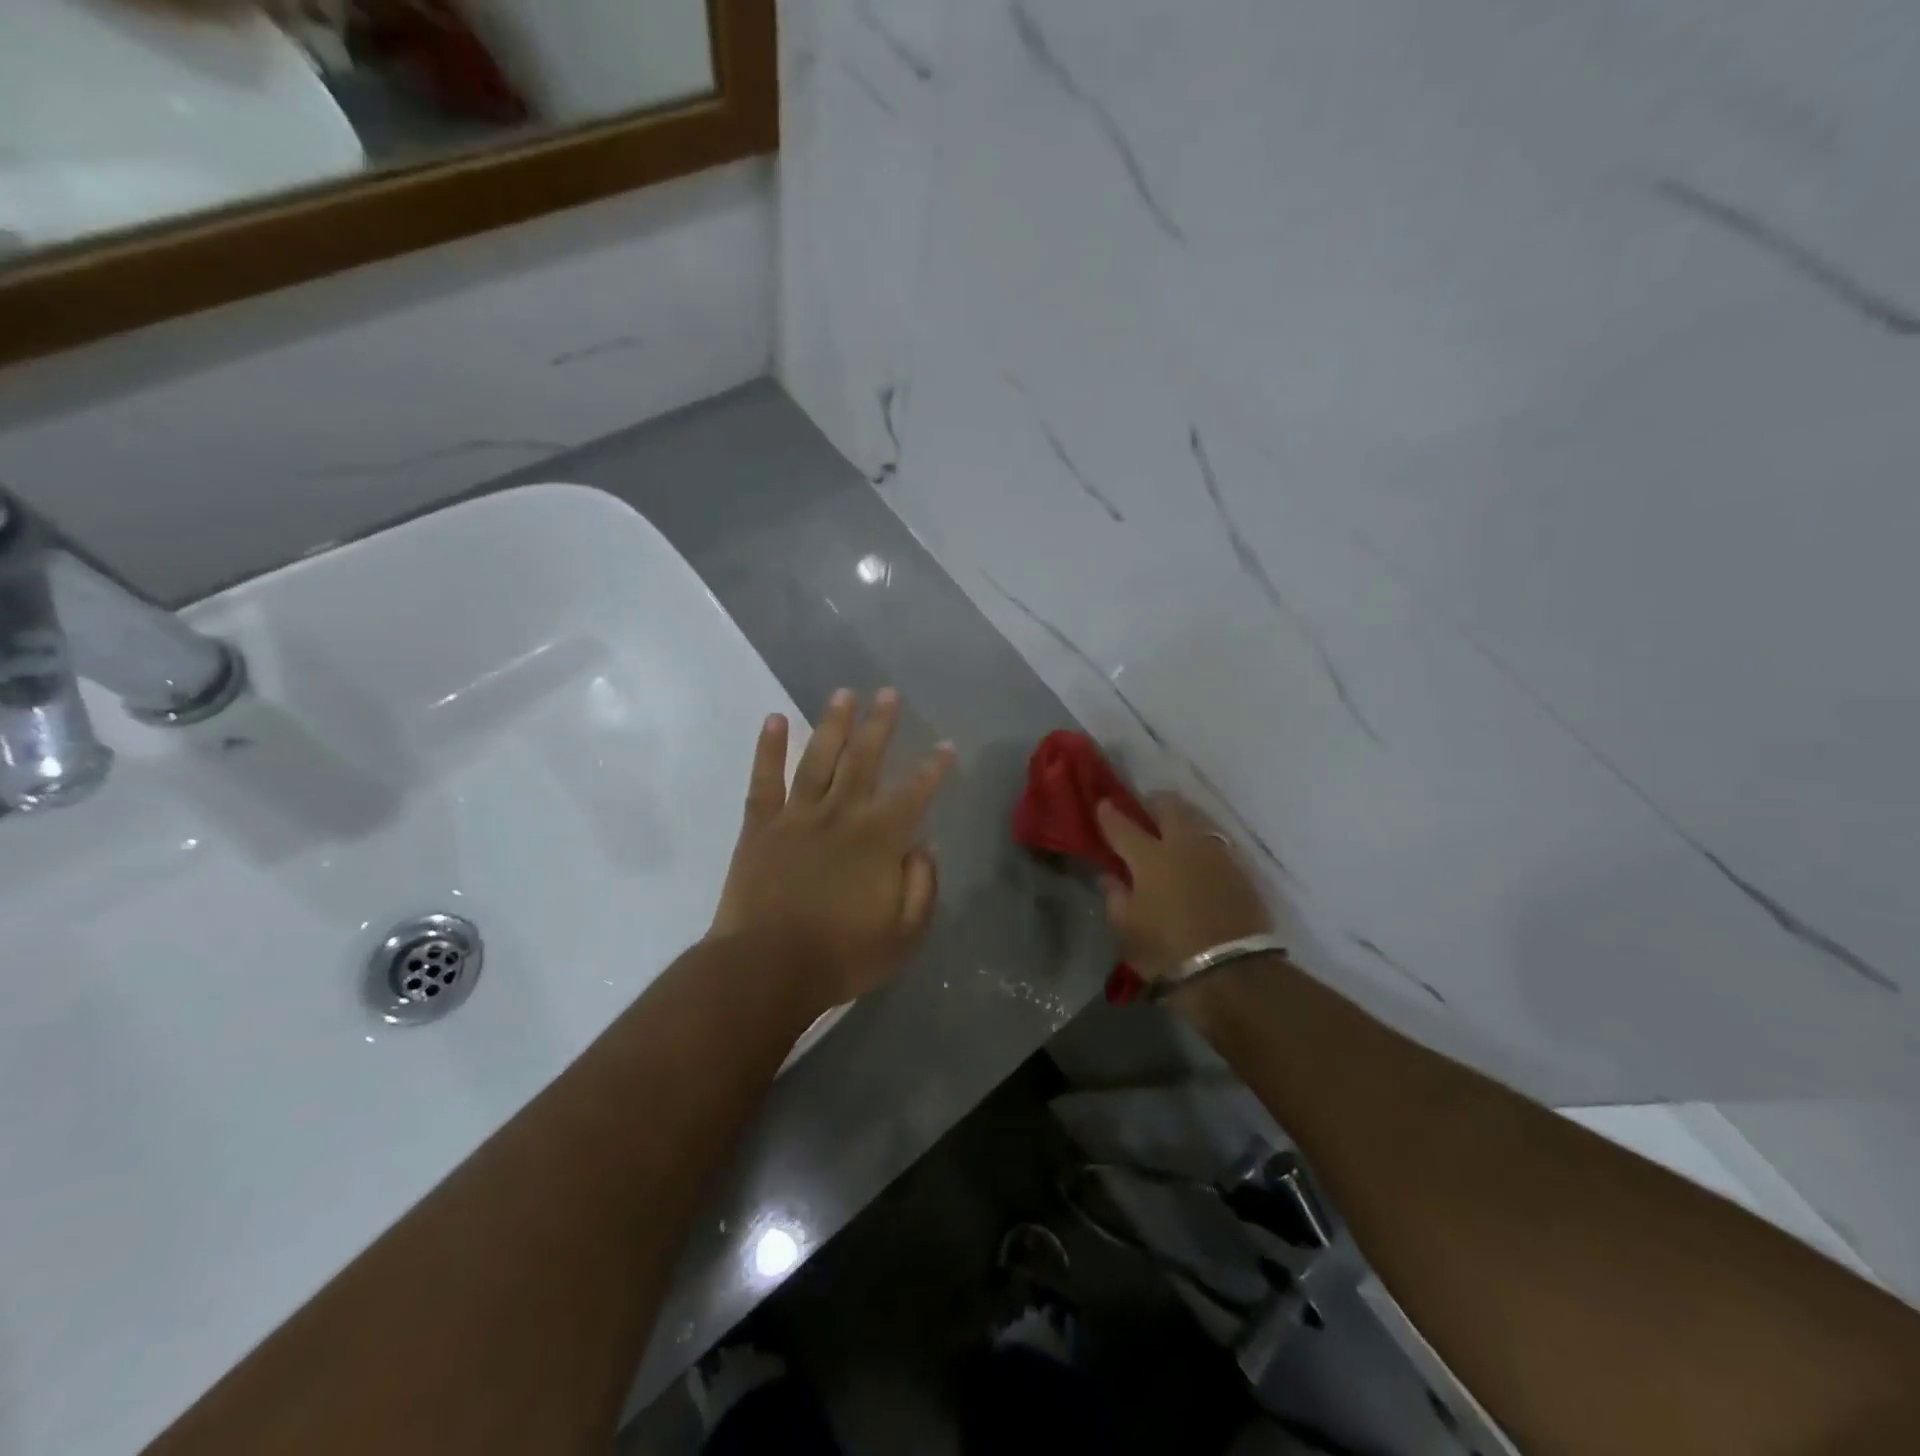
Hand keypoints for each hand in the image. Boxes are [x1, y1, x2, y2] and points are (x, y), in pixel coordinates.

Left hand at [709, 688, 955, 1012]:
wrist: (766, 969)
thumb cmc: (840, 956)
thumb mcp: (903, 935)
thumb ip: (921, 886)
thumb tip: (925, 845)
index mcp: (879, 840)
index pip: (915, 794)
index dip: (933, 768)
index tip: (946, 745)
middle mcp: (841, 815)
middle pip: (864, 759)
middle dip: (880, 725)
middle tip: (888, 693)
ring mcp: (797, 816)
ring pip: (819, 758)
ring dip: (833, 723)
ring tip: (843, 693)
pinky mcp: (760, 826)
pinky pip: (764, 779)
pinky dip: (768, 748)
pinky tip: (774, 719)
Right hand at [1095, 792, 1273, 978]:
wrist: (1232, 973)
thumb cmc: (1167, 950)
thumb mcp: (1126, 929)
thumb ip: (1115, 897)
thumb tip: (1111, 877)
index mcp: (1149, 857)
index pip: (1123, 825)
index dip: (1109, 813)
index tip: (1102, 804)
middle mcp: (1183, 845)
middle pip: (1169, 806)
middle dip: (1153, 803)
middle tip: (1144, 811)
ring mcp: (1216, 855)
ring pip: (1196, 821)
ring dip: (1181, 820)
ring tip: (1172, 833)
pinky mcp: (1240, 871)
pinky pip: (1214, 845)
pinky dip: (1200, 845)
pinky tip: (1195, 860)